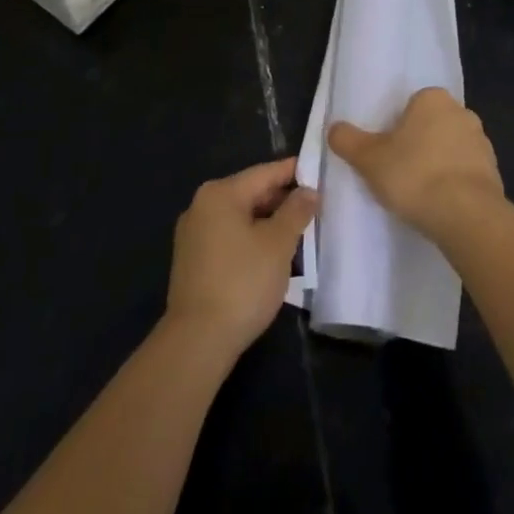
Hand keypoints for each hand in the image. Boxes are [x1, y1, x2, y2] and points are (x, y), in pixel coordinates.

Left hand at [164, 158, 316, 357]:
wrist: (197, 342)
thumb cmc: (242, 283)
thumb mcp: (278, 244)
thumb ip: (297, 211)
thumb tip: (309, 191)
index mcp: (220, 193)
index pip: (265, 173)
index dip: (295, 172)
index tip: (320, 173)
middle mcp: (202, 206)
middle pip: (251, 193)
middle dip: (283, 201)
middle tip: (315, 208)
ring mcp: (193, 234)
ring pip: (241, 218)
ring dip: (269, 223)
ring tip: (299, 234)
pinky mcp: (193, 261)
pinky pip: (229, 237)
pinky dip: (252, 240)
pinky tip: (272, 256)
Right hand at [328, 87, 503, 241]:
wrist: (466, 215)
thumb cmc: (414, 175)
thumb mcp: (369, 159)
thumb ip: (348, 140)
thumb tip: (333, 128)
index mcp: (433, 99)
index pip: (413, 105)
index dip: (397, 127)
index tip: (387, 151)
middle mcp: (462, 112)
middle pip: (433, 125)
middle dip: (419, 144)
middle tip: (400, 171)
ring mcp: (482, 142)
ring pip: (451, 149)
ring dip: (439, 164)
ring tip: (420, 193)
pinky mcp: (494, 172)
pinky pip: (467, 173)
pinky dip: (455, 184)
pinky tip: (441, 205)